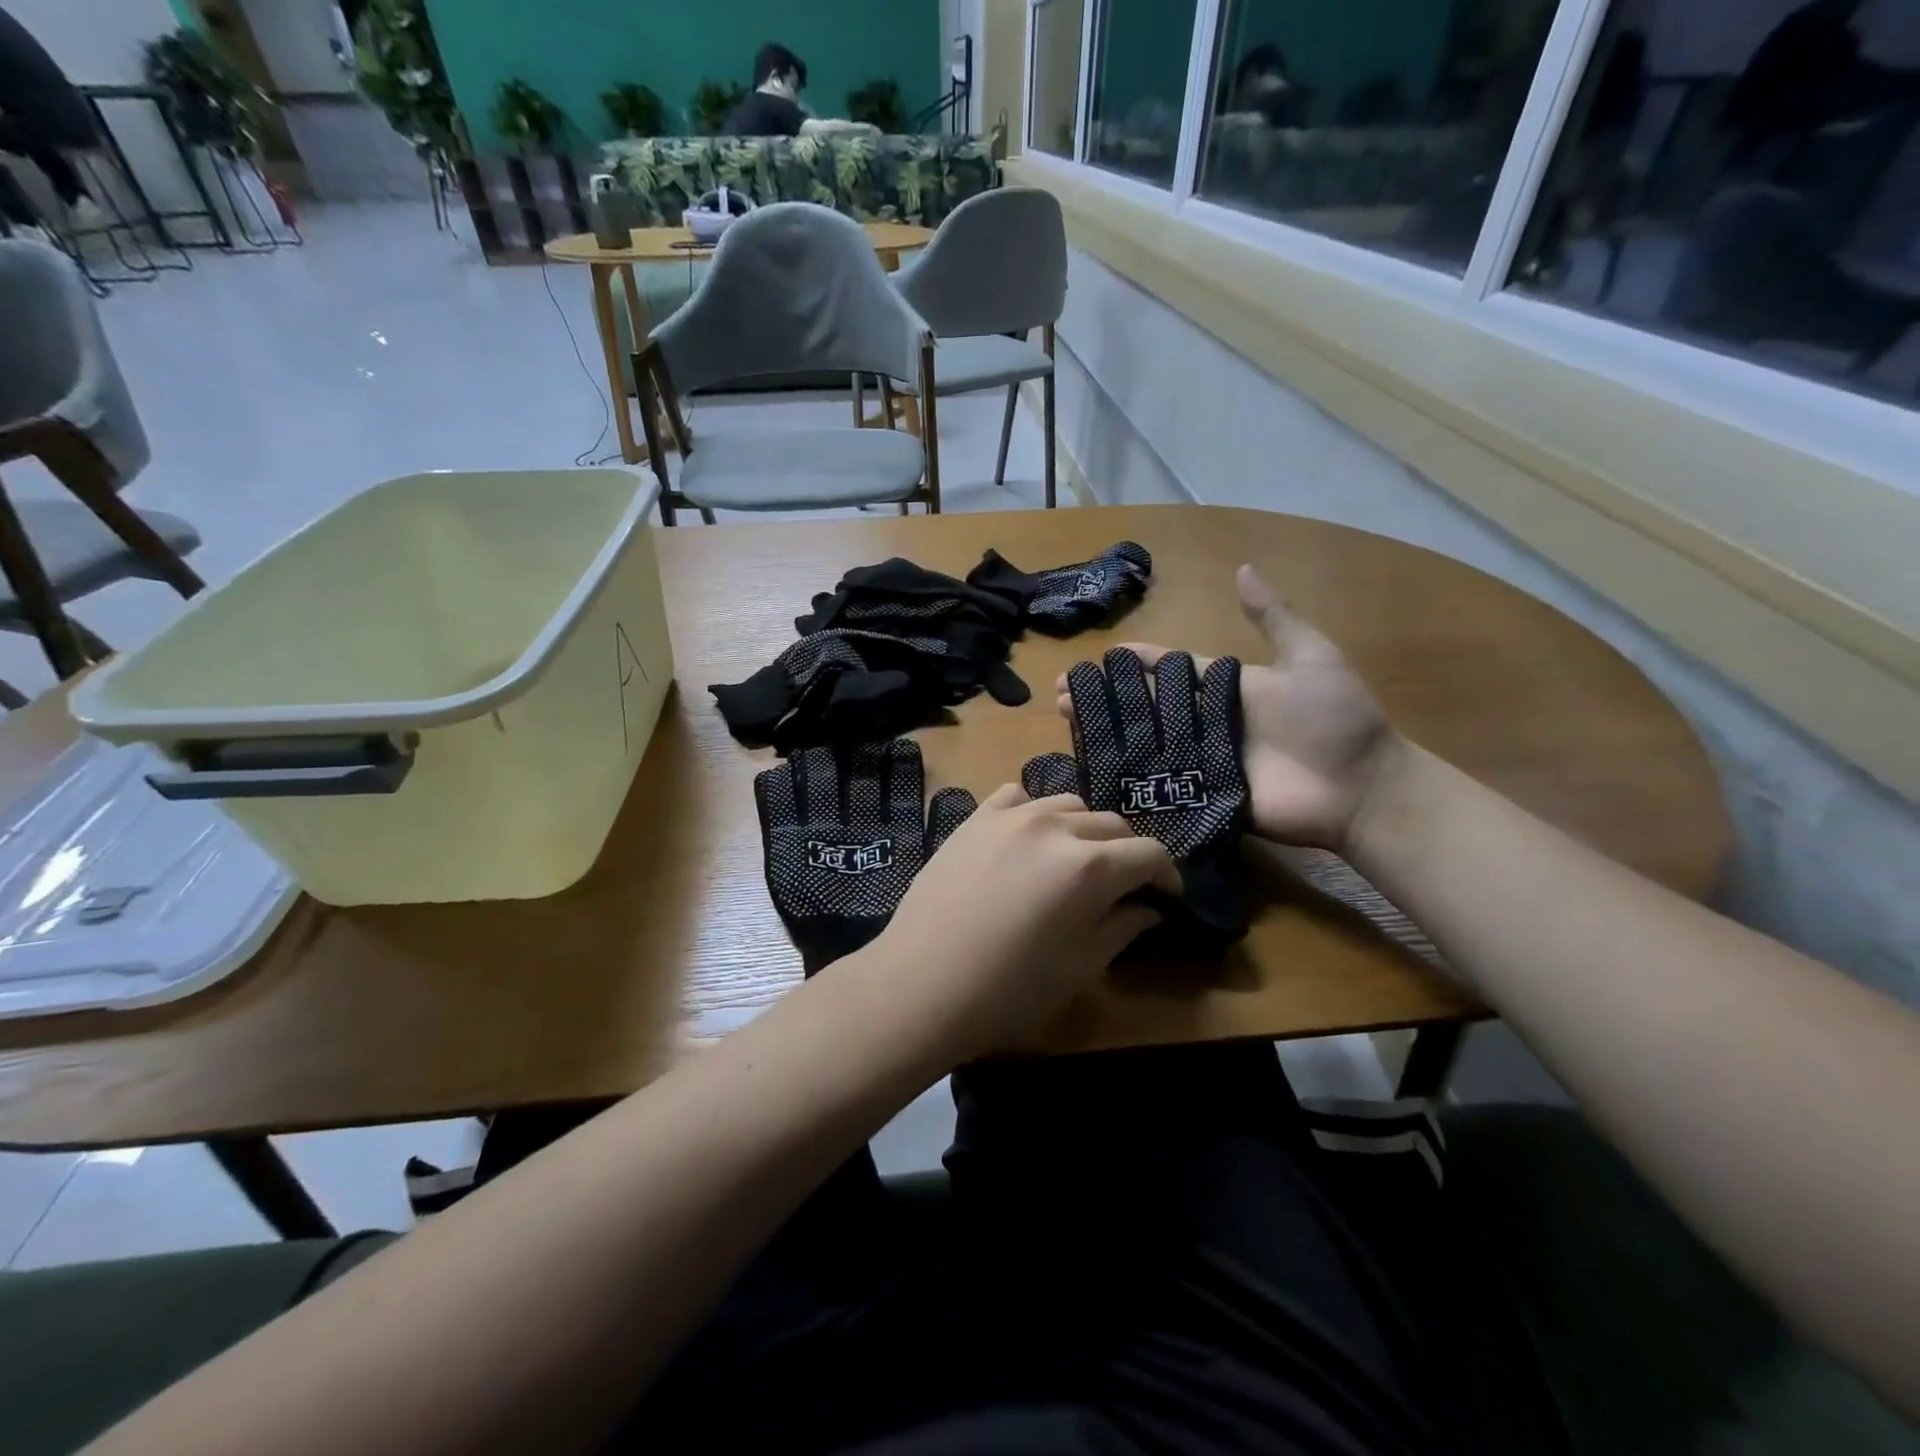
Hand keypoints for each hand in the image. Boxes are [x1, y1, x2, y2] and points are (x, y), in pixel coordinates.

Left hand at [861, 783, 1178, 1062]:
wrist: (919, 985)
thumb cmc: (1006, 993)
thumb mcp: (1077, 969)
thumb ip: (1120, 929)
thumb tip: (1148, 909)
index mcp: (1089, 867)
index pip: (1149, 853)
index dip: (1167, 875)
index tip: (1168, 897)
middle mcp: (1054, 827)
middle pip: (1112, 824)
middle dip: (1128, 853)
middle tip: (1124, 886)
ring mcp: (1010, 817)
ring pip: (1068, 804)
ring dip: (1084, 829)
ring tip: (1076, 859)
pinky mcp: (974, 819)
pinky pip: (1017, 796)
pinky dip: (1034, 811)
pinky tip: (1028, 837)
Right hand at [1056, 565, 1394, 852]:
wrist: (1361, 789)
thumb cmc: (1336, 720)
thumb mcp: (1311, 658)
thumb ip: (1274, 618)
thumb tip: (1242, 569)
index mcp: (1223, 688)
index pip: (1168, 670)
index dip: (1135, 662)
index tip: (1099, 657)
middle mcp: (1205, 722)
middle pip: (1145, 706)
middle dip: (1105, 698)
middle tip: (1063, 694)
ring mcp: (1201, 760)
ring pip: (1143, 741)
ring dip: (1104, 731)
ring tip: (1066, 722)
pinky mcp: (1201, 795)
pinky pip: (1158, 782)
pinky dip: (1126, 774)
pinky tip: (1091, 764)